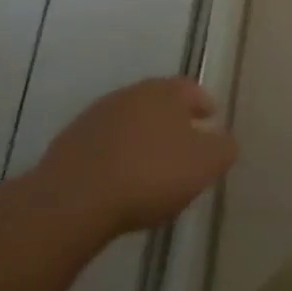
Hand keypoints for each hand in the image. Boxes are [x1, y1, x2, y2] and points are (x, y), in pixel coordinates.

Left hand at [34, 79, 237, 235]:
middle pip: (157, 102)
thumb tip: (224, 141)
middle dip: (171, 120)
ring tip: (149, 165)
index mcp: (165, 92)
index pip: (191, 89)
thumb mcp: (206, 164)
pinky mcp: (67, 146)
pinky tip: (118, 180)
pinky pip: (102, 146)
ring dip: (140, 138)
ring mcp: (94, 118)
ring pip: (128, 123)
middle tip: (183, 142)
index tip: (211, 118)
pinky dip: (114, 157)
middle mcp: (129, 95)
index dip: (203, 103)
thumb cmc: (150, 174)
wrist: (72, 202)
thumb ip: (223, 148)